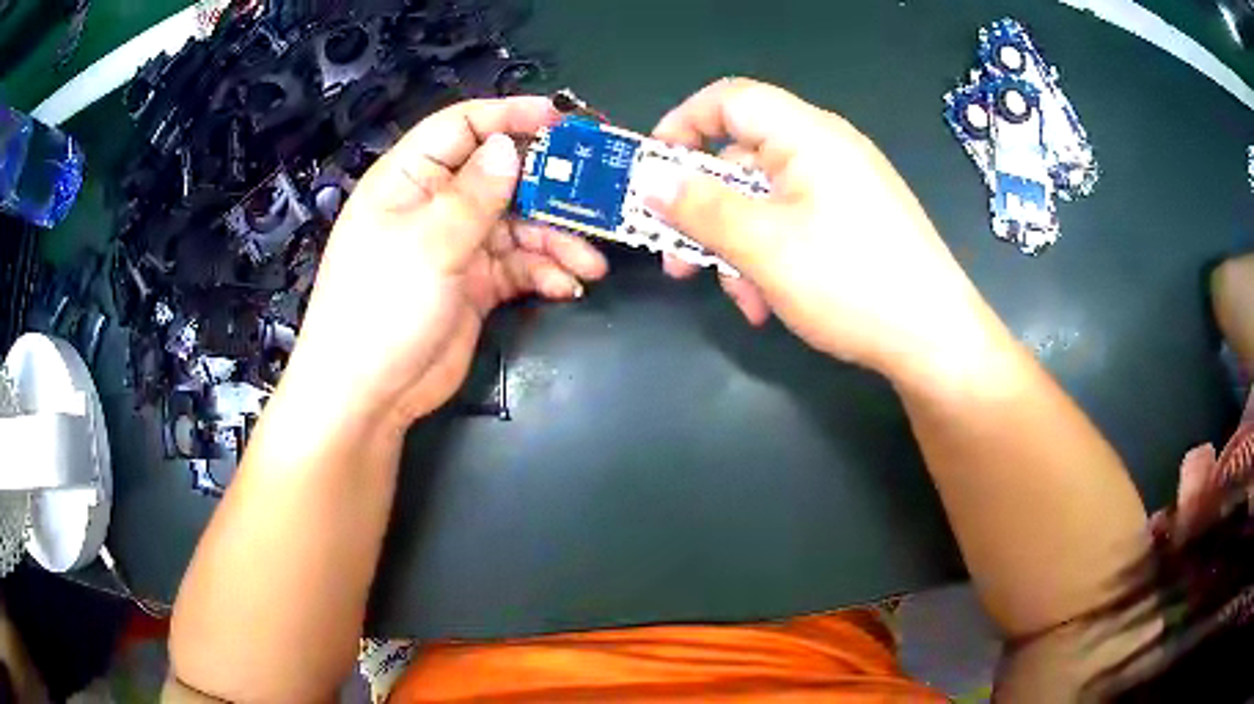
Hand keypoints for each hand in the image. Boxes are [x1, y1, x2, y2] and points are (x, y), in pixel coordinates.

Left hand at [283, 97, 607, 429]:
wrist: (369, 396)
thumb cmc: (382, 308)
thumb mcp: (428, 244)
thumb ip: (475, 194)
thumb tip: (509, 146)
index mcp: (411, 179)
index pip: (463, 127)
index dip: (512, 116)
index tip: (564, 120)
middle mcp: (437, 204)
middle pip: (503, 176)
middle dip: (550, 185)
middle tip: (599, 193)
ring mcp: (458, 245)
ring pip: (519, 224)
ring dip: (557, 239)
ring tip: (591, 261)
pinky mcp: (476, 285)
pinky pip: (519, 265)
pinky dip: (545, 272)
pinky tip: (567, 286)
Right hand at [646, 79, 994, 379]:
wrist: (935, 340)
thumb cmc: (851, 282)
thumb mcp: (763, 245)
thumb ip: (700, 207)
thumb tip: (651, 180)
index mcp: (807, 135)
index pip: (730, 99)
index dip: (682, 124)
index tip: (653, 171)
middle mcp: (826, 150)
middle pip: (743, 157)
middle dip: (704, 208)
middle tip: (677, 256)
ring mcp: (844, 187)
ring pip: (765, 200)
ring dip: (737, 245)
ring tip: (740, 297)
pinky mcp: (855, 221)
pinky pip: (795, 223)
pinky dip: (771, 256)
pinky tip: (770, 303)